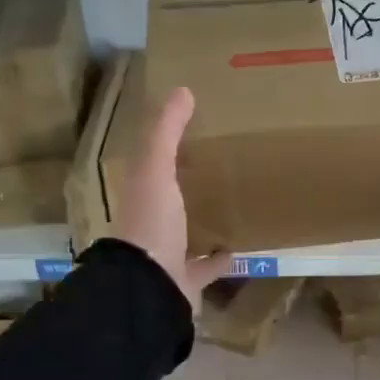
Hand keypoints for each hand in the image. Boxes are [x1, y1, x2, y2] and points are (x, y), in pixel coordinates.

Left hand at [114, 87, 231, 310]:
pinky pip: (206, 266)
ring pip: (186, 233)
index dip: (166, 149)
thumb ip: (166, 132)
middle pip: (169, 199)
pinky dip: (220, 257)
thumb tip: (182, 90)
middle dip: (187, 185)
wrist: (152, 289)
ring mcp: (168, 255)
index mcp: (140, 196)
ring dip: (202, 220)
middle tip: (217, 165)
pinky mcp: (187, 280)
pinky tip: (239, 246)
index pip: (150, 166)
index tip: (193, 132)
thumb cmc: (152, 224)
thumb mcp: (156, 171)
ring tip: (230, 202)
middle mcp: (150, 224)